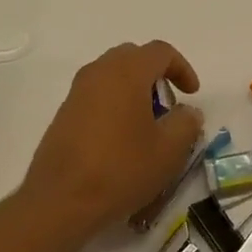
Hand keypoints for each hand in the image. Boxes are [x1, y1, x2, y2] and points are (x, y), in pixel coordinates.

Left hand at [20, 41, 204, 237]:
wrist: (60, 200)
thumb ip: (186, 123)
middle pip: (133, 57)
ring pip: (112, 76)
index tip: (191, 95)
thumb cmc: (121, 169)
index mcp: (127, 72)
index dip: (182, 68)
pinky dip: (114, 104)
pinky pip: (96, 95)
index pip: (160, 51)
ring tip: (146, 124)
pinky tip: (121, 138)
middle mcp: (99, 72)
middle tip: (168, 106)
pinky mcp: (64, 113)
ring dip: (134, 90)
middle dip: (156, 76)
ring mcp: (77, 92)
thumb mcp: (169, 150)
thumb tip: (187, 111)